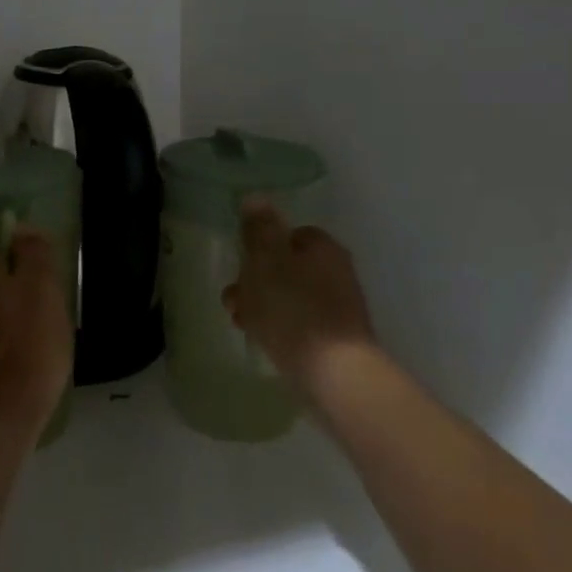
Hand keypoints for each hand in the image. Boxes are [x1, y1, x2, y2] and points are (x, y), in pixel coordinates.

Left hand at [0, 229, 73, 440]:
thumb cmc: (28, 344)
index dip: (2, 253)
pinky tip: (24, 357)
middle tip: (40, 297)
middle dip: (5, 285)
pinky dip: (1, 344)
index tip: (28, 264)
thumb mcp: (42, 290)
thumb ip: (32, 254)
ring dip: (4, 316)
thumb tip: (21, 227)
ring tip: (38, 329)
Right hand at [223, 196, 377, 397]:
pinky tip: (260, 339)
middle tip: (234, 297)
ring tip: (240, 321)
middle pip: (286, 266)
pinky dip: (277, 327)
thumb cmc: (294, 309)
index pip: (290, 233)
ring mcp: (338, 308)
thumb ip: (259, 229)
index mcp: (323, 248)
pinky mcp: (334, 340)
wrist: (334, 375)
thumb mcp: (266, 261)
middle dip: (255, 279)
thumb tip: (256, 197)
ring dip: (260, 304)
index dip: (262, 245)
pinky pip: (297, 324)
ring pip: (288, 296)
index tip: (241, 261)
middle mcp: (336, 272)